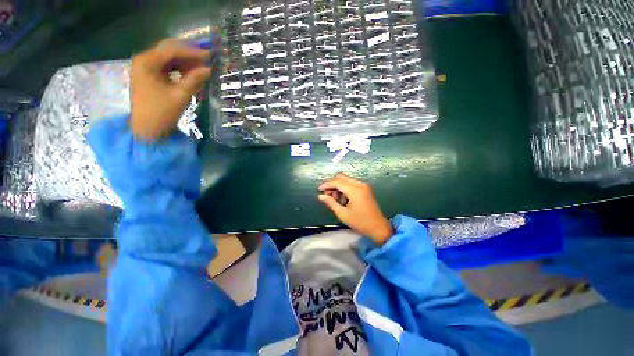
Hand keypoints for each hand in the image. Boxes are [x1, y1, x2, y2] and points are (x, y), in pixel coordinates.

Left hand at [130, 39, 213, 140]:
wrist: (147, 129)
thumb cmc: (161, 112)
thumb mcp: (180, 95)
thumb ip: (194, 80)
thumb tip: (208, 69)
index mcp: (147, 62)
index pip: (172, 50)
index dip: (192, 52)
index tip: (210, 55)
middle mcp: (144, 60)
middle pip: (169, 51)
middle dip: (188, 55)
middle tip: (206, 59)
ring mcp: (146, 68)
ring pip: (169, 59)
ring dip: (185, 62)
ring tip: (201, 68)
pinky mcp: (150, 76)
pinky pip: (167, 68)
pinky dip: (179, 69)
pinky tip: (191, 74)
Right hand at [318, 173, 393, 244]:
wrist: (378, 227)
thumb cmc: (360, 222)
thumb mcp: (343, 214)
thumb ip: (331, 203)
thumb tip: (320, 196)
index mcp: (355, 190)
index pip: (337, 182)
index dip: (326, 184)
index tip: (318, 190)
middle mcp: (360, 184)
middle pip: (341, 177)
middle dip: (332, 184)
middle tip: (327, 195)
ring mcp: (363, 185)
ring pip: (346, 180)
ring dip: (338, 186)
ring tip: (335, 199)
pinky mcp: (365, 188)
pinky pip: (351, 183)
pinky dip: (344, 188)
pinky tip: (342, 199)